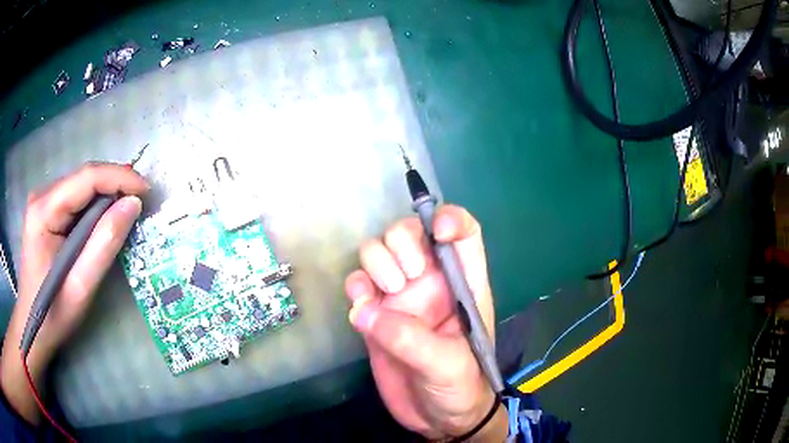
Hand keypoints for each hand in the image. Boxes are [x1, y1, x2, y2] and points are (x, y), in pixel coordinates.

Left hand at [1, 163, 147, 423]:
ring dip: (107, 196)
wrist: (32, 327)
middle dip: (115, 185)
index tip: (147, 191)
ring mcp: (42, 202)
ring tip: (128, 211)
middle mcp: (41, 196)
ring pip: (82, 186)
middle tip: (142, 203)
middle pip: (84, 178)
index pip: (86, 178)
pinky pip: (76, 199)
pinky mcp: (46, 211)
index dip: (120, 178)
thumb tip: (133, 205)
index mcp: (43, 211)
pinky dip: (95, 206)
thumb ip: (104, 244)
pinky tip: (105, 220)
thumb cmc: (54, 314)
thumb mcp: (81, 287)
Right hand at [345, 205, 505, 440]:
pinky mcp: (374, 315)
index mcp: (463, 284)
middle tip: (403, 279)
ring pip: (378, 252)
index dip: (450, 219)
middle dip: (401, 244)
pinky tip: (361, 310)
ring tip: (385, 295)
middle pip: (409, 232)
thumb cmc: (460, 388)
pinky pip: (357, 284)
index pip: (463, 233)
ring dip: (375, 263)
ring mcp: (399, 297)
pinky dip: (355, 288)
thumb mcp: (449, 366)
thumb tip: (366, 313)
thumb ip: (413, 340)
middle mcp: (430, 282)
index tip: (436, 230)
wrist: (438, 419)